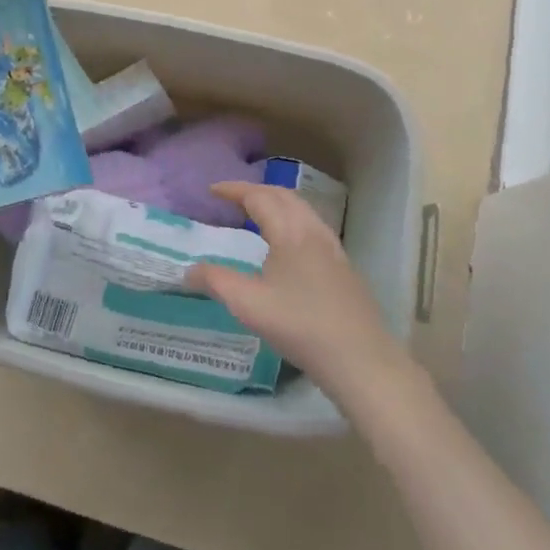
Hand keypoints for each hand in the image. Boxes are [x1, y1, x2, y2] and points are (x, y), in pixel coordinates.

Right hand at [187, 182, 409, 398]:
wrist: (361, 359)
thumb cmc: (300, 326)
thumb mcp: (248, 305)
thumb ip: (215, 281)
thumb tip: (188, 270)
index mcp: (290, 231)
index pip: (259, 197)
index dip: (234, 190)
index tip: (212, 190)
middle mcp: (313, 231)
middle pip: (283, 196)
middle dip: (255, 191)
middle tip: (231, 199)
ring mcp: (333, 248)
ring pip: (302, 210)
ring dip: (276, 204)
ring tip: (256, 216)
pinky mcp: (344, 267)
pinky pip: (312, 227)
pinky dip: (291, 220)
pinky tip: (287, 246)